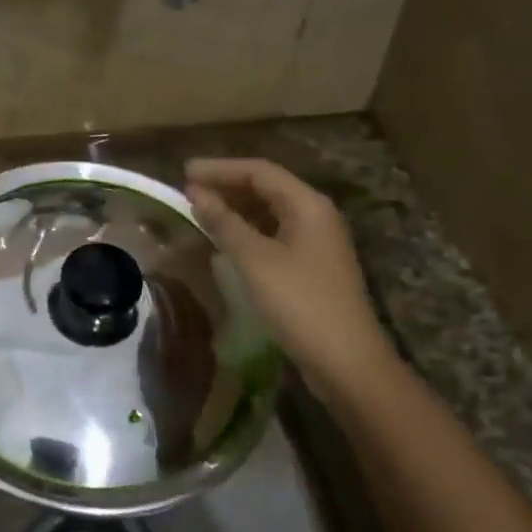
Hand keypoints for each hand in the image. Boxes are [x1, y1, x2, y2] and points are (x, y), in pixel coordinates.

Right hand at [184, 158, 399, 396]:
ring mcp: (316, 243)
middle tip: (188, 192)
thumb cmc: (300, 303)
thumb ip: (225, 223)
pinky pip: (274, 236)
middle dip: (227, 187)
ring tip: (200, 214)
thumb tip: (196, 194)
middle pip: (266, 189)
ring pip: (270, 213)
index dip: (220, 169)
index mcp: (308, 205)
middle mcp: (316, 216)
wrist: (347, 362)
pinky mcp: (312, 268)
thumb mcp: (256, 261)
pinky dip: (248, 233)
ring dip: (236, 210)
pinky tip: (225, 243)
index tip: (184, 172)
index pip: (259, 171)